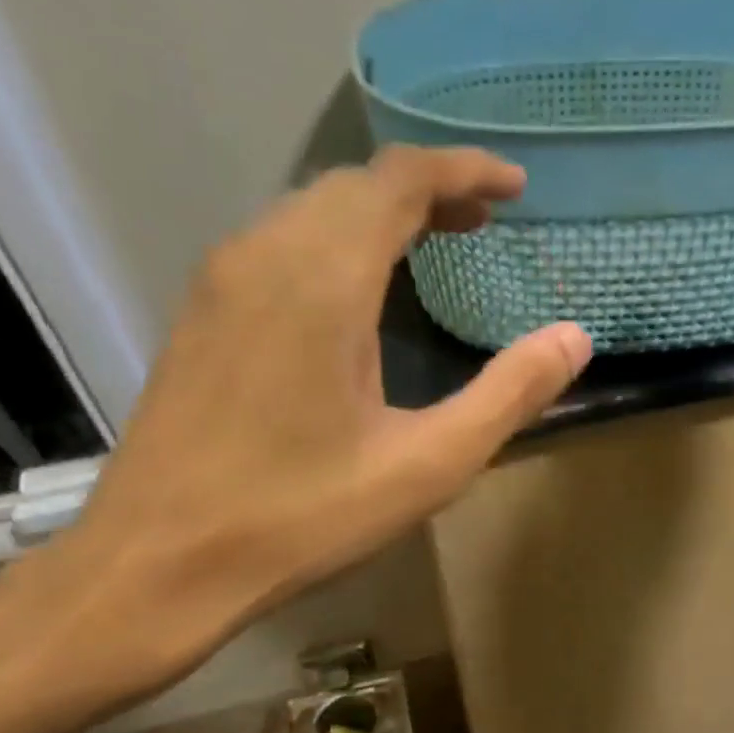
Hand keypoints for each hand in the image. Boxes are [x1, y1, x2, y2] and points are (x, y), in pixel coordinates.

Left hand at [42, 145, 590, 689]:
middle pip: (355, 185)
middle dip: (428, 189)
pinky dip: (336, 241)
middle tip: (484, 223)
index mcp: (324, 280)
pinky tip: (358, 291)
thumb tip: (574, 338)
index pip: (399, 179)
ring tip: (434, 244)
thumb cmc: (302, 515)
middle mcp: (265, 256)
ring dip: (379, 213)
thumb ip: (509, 395)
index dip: (463, 170)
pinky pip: (280, 243)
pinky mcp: (202, 314)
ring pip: (312, 210)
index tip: (516, 188)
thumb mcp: (428, 464)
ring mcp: (222, 282)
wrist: (158, 562)